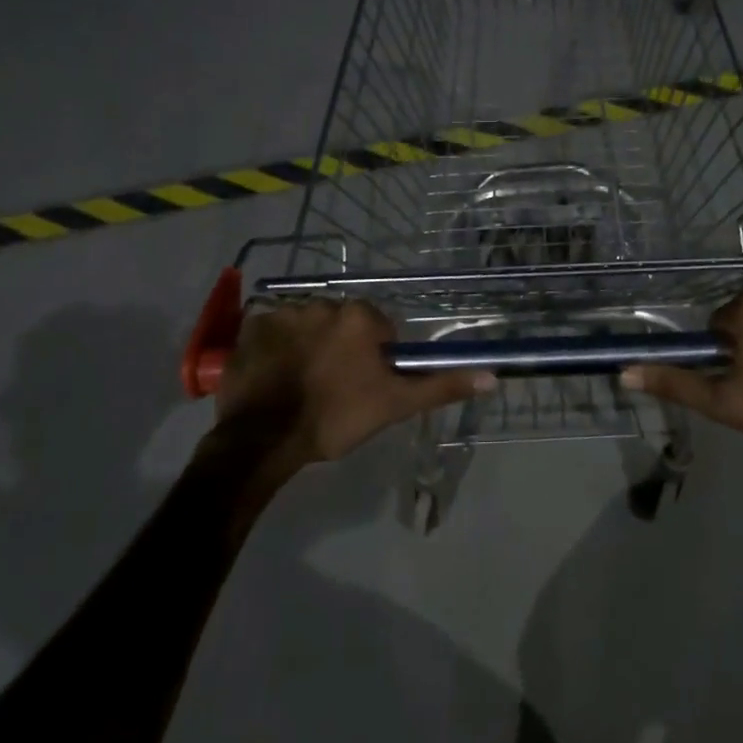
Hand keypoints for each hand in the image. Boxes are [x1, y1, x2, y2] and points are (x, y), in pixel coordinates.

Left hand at [216, 300, 494, 466]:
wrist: (262, 440)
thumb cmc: (336, 418)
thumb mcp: (395, 405)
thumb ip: (441, 386)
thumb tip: (492, 377)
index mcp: (360, 316)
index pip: (380, 329)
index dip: (376, 358)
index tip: (365, 385)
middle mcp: (323, 303)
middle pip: (343, 324)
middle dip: (342, 348)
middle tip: (334, 387)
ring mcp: (282, 312)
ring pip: (308, 326)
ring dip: (309, 346)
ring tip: (300, 384)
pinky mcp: (250, 327)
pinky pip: (273, 331)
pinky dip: (277, 348)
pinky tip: (275, 376)